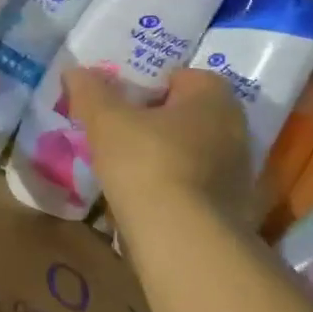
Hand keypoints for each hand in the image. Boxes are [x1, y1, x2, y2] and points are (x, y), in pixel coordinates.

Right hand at [62, 67, 256, 223]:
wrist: (183, 241)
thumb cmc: (147, 163)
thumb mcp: (106, 121)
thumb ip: (90, 92)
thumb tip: (75, 70)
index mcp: (213, 96)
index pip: (180, 77)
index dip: (146, 86)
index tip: (118, 105)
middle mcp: (235, 127)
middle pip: (186, 115)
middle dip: (155, 123)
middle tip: (118, 135)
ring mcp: (237, 171)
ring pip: (191, 152)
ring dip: (164, 158)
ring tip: (125, 171)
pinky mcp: (232, 208)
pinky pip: (195, 185)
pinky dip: (173, 188)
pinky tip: (144, 200)